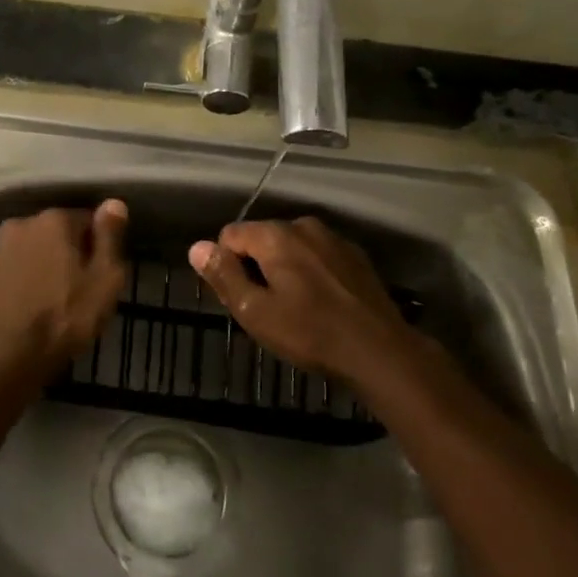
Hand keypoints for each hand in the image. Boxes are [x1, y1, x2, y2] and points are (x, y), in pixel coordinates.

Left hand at [0, 200, 128, 391]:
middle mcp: (24, 222)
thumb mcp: (105, 279)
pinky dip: (33, 278)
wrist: (8, 355)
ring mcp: (2, 246)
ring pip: (41, 249)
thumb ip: (110, 237)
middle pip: (62, 232)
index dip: (100, 248)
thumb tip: (114, 203)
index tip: (103, 276)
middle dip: (74, 253)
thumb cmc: (65, 316)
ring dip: (52, 265)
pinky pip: (23, 266)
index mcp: (54, 218)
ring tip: (62, 301)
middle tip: (85, 290)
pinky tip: (40, 304)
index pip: (89, 220)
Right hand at [188, 216, 407, 378]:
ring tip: (295, 308)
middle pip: (262, 238)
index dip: (227, 266)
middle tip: (267, 308)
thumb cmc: (310, 333)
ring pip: (292, 247)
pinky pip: (318, 257)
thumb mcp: (256, 312)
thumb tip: (196, 247)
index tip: (241, 298)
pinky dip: (312, 273)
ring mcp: (333, 239)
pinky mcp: (355, 256)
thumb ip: (224, 275)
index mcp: (275, 235)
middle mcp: (303, 225)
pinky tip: (322, 304)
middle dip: (257, 267)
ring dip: (285, 270)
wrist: (380, 351)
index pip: (230, 235)